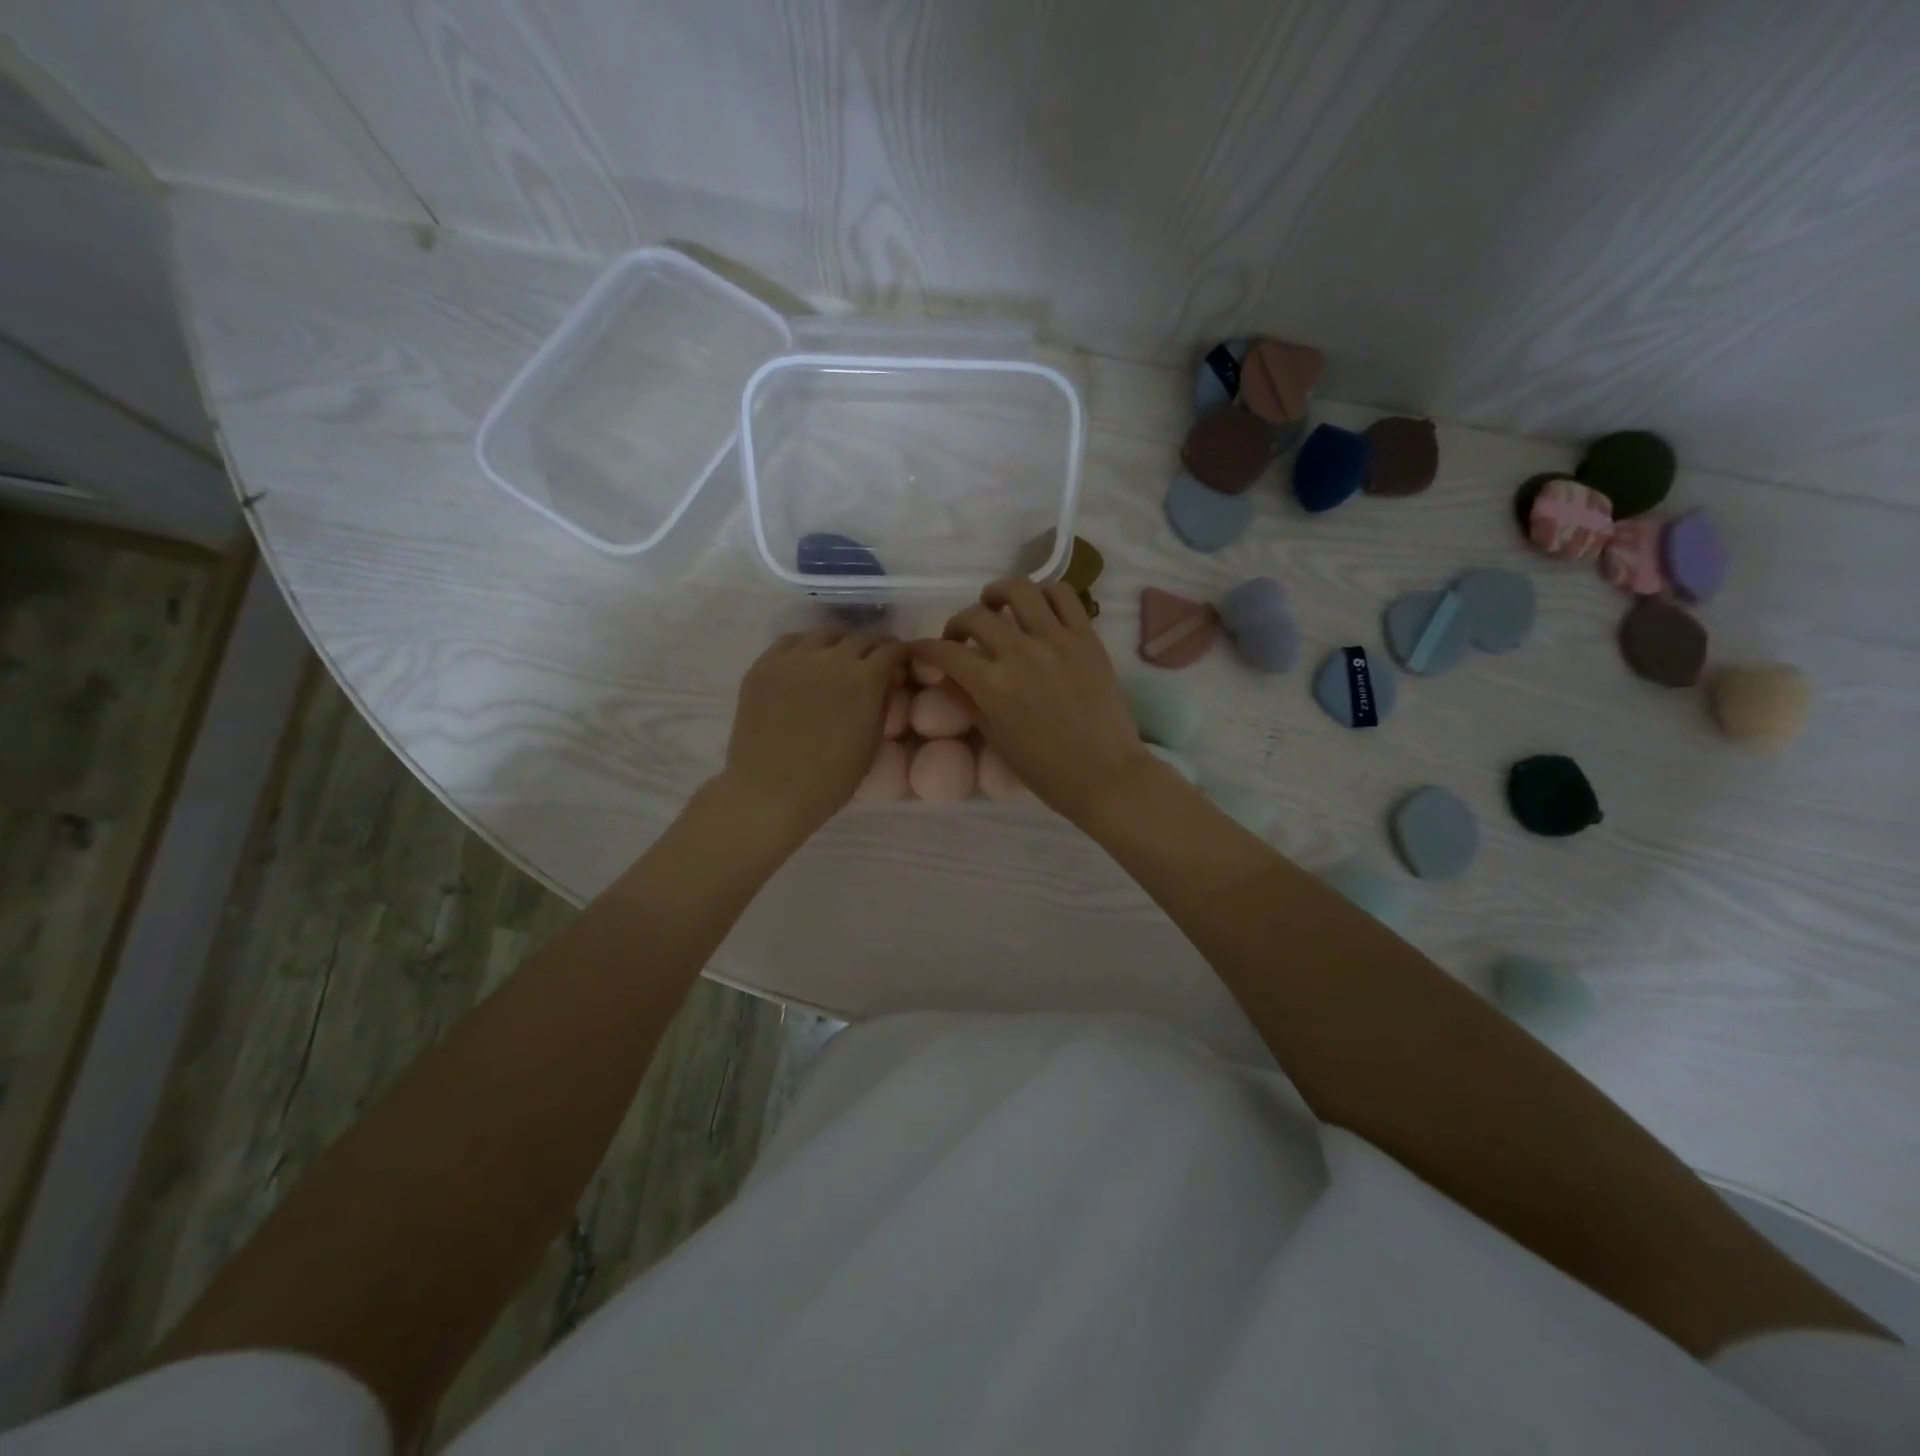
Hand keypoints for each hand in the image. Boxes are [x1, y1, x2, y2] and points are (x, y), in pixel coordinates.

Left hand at [721, 629, 908, 839]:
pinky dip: (805, 647)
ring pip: (825, 634)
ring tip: (838, 659)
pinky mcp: (764, 665)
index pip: (891, 649)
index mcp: (865, 679)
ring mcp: (793, 658)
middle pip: (860, 638)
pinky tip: (805, 663)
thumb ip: (883, 704)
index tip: (900, 663)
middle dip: (873, 648)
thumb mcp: (872, 743)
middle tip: (873, 663)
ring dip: (839, 643)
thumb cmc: (831, 779)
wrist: (771, 792)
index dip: (900, 654)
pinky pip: (790, 642)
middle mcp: (832, 658)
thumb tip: (887, 682)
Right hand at [913, 578, 1154, 822]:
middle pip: (975, 616)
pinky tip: (1036, 608)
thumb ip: (967, 699)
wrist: (1104, 775)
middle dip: (956, 624)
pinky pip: (1063, 595)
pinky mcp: (1087, 637)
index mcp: (993, 685)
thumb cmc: (1045, 769)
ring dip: (997, 594)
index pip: (945, 651)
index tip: (922, 650)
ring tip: (995, 606)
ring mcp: (1057, 640)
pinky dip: (1043, 593)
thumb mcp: (996, 738)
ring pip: (1018, 590)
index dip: (925, 648)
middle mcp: (1021, 653)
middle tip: (960, 639)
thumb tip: (944, 675)